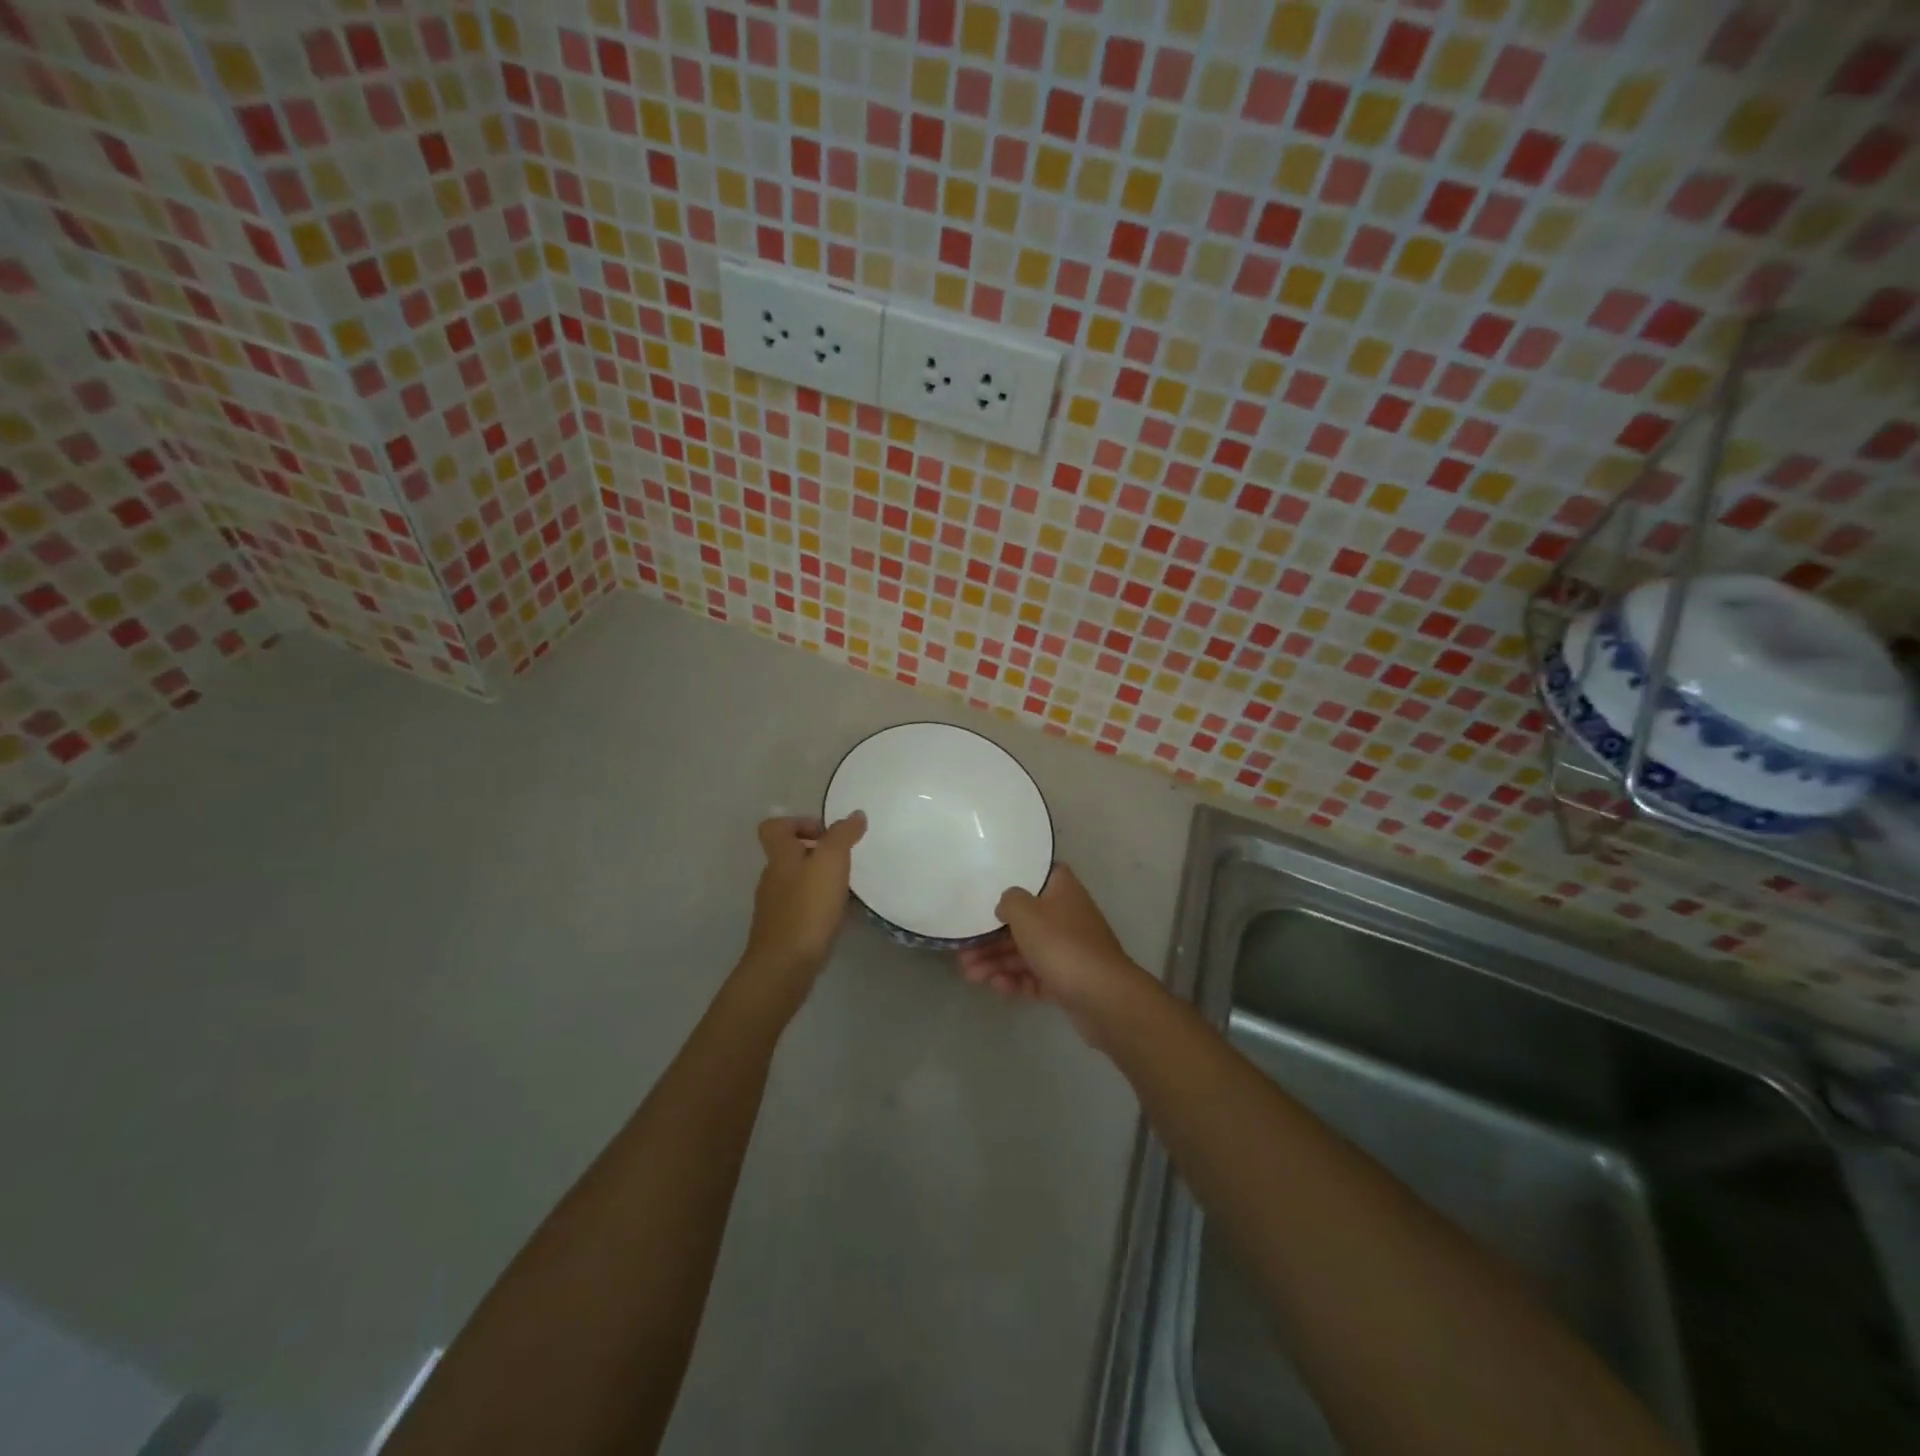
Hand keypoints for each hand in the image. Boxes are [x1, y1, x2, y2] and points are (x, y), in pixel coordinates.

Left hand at [737, 813, 866, 1005]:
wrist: (785, 966)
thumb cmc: (807, 908)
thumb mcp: (830, 862)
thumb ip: (843, 835)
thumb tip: (855, 815)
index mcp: (780, 857)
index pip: (774, 827)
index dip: (798, 823)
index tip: (826, 834)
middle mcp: (772, 878)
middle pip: (788, 854)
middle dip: (816, 852)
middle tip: (844, 861)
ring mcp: (775, 907)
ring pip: (797, 881)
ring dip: (819, 880)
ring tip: (846, 888)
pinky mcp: (784, 931)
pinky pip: (802, 907)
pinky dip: (819, 905)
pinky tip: (838, 915)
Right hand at [956, 865, 1149, 1039]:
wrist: (1104, 998)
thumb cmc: (1062, 945)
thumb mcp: (1026, 913)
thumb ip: (1009, 901)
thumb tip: (1006, 905)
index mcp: (1062, 890)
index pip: (1037, 875)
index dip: (1014, 879)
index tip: (987, 887)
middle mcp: (1066, 915)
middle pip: (1024, 920)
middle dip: (991, 935)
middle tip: (963, 949)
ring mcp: (1068, 950)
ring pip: (1026, 951)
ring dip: (996, 961)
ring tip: (969, 975)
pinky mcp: (1067, 980)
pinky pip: (1035, 976)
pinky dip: (1015, 980)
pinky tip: (995, 987)